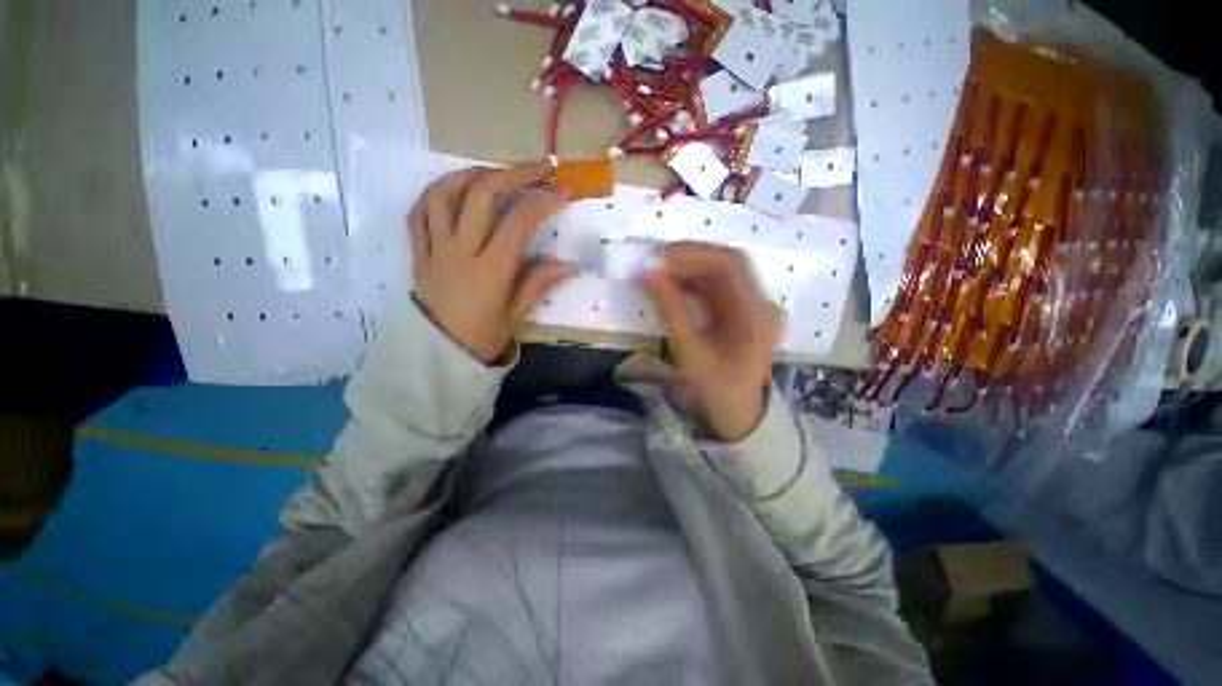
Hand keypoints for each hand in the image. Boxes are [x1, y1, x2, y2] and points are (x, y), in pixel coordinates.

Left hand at [410, 162, 576, 363]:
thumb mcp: (515, 315)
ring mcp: (434, 250)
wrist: (436, 356)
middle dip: (514, 173)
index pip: (518, 222)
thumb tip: (568, 264)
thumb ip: (538, 283)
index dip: (543, 201)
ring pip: (443, 194)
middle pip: (482, 195)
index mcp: (489, 271)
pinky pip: (418, 214)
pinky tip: (454, 192)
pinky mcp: (418, 254)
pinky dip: (436, 194)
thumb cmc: (481, 339)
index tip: (564, 190)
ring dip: (471, 174)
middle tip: (539, 167)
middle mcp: (460, 252)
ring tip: (494, 172)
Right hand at [645, 242, 784, 440]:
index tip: (660, 259)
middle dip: (689, 259)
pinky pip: (716, 288)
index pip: (730, 265)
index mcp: (756, 314)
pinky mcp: (740, 312)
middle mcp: (760, 302)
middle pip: (727, 264)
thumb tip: (649, 275)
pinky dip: (692, 283)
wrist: (738, 415)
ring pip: (720, 273)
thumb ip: (671, 311)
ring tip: (659, 274)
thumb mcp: (690, 354)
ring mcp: (752, 306)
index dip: (694, 255)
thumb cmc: (717, 390)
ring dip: (689, 270)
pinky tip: (672, 286)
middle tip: (655, 263)